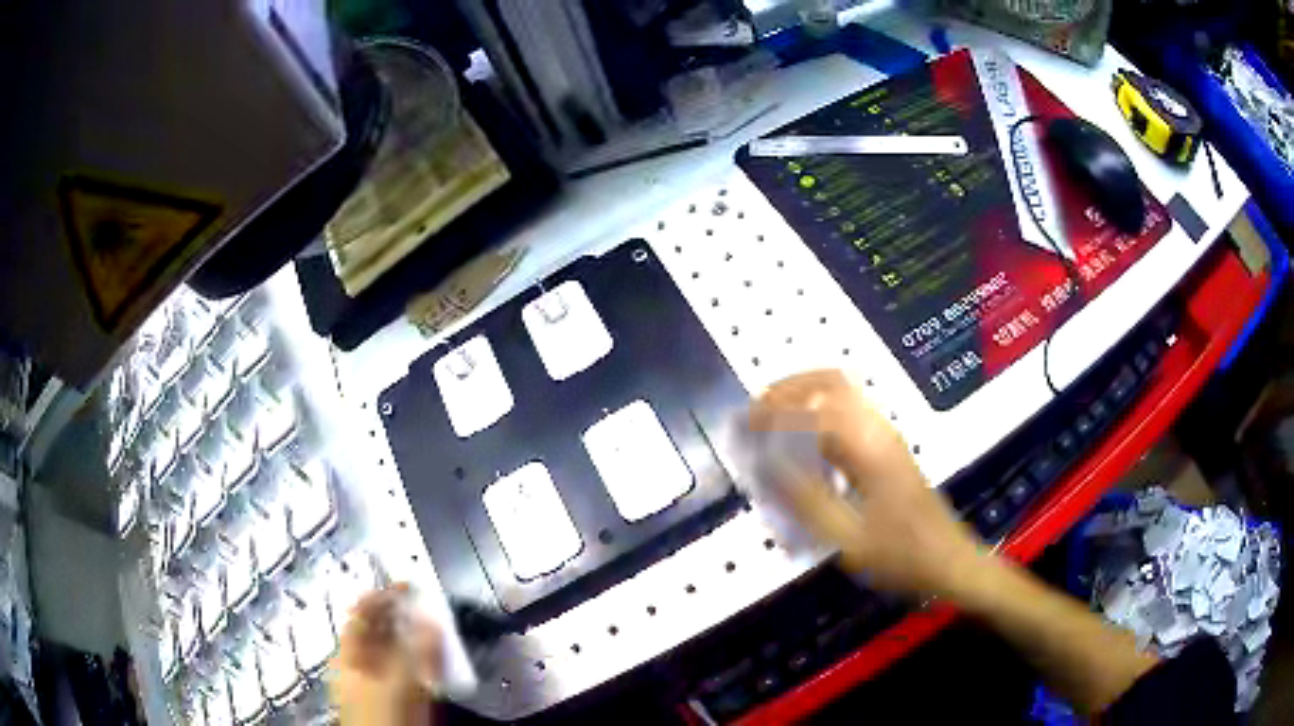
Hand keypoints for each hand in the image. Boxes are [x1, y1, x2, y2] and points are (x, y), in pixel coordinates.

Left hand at [332, 584, 441, 725]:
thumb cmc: (384, 716)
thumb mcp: (400, 682)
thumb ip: (416, 649)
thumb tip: (431, 617)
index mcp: (349, 655)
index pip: (361, 613)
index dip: (383, 594)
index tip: (409, 583)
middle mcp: (360, 663)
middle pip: (379, 629)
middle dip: (403, 614)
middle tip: (429, 601)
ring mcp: (378, 680)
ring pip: (396, 648)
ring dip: (416, 635)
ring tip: (438, 625)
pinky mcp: (397, 695)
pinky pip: (409, 668)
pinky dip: (423, 658)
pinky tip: (438, 656)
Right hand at [749, 370, 984, 598]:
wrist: (950, 561)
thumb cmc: (901, 556)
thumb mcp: (848, 539)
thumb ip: (804, 500)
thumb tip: (765, 464)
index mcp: (867, 447)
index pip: (810, 409)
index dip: (770, 413)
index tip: (739, 428)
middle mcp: (878, 429)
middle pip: (829, 381)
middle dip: (785, 389)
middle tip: (753, 413)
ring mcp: (886, 435)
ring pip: (841, 391)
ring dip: (802, 396)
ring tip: (770, 420)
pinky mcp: (889, 447)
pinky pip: (848, 411)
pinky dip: (818, 411)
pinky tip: (803, 442)